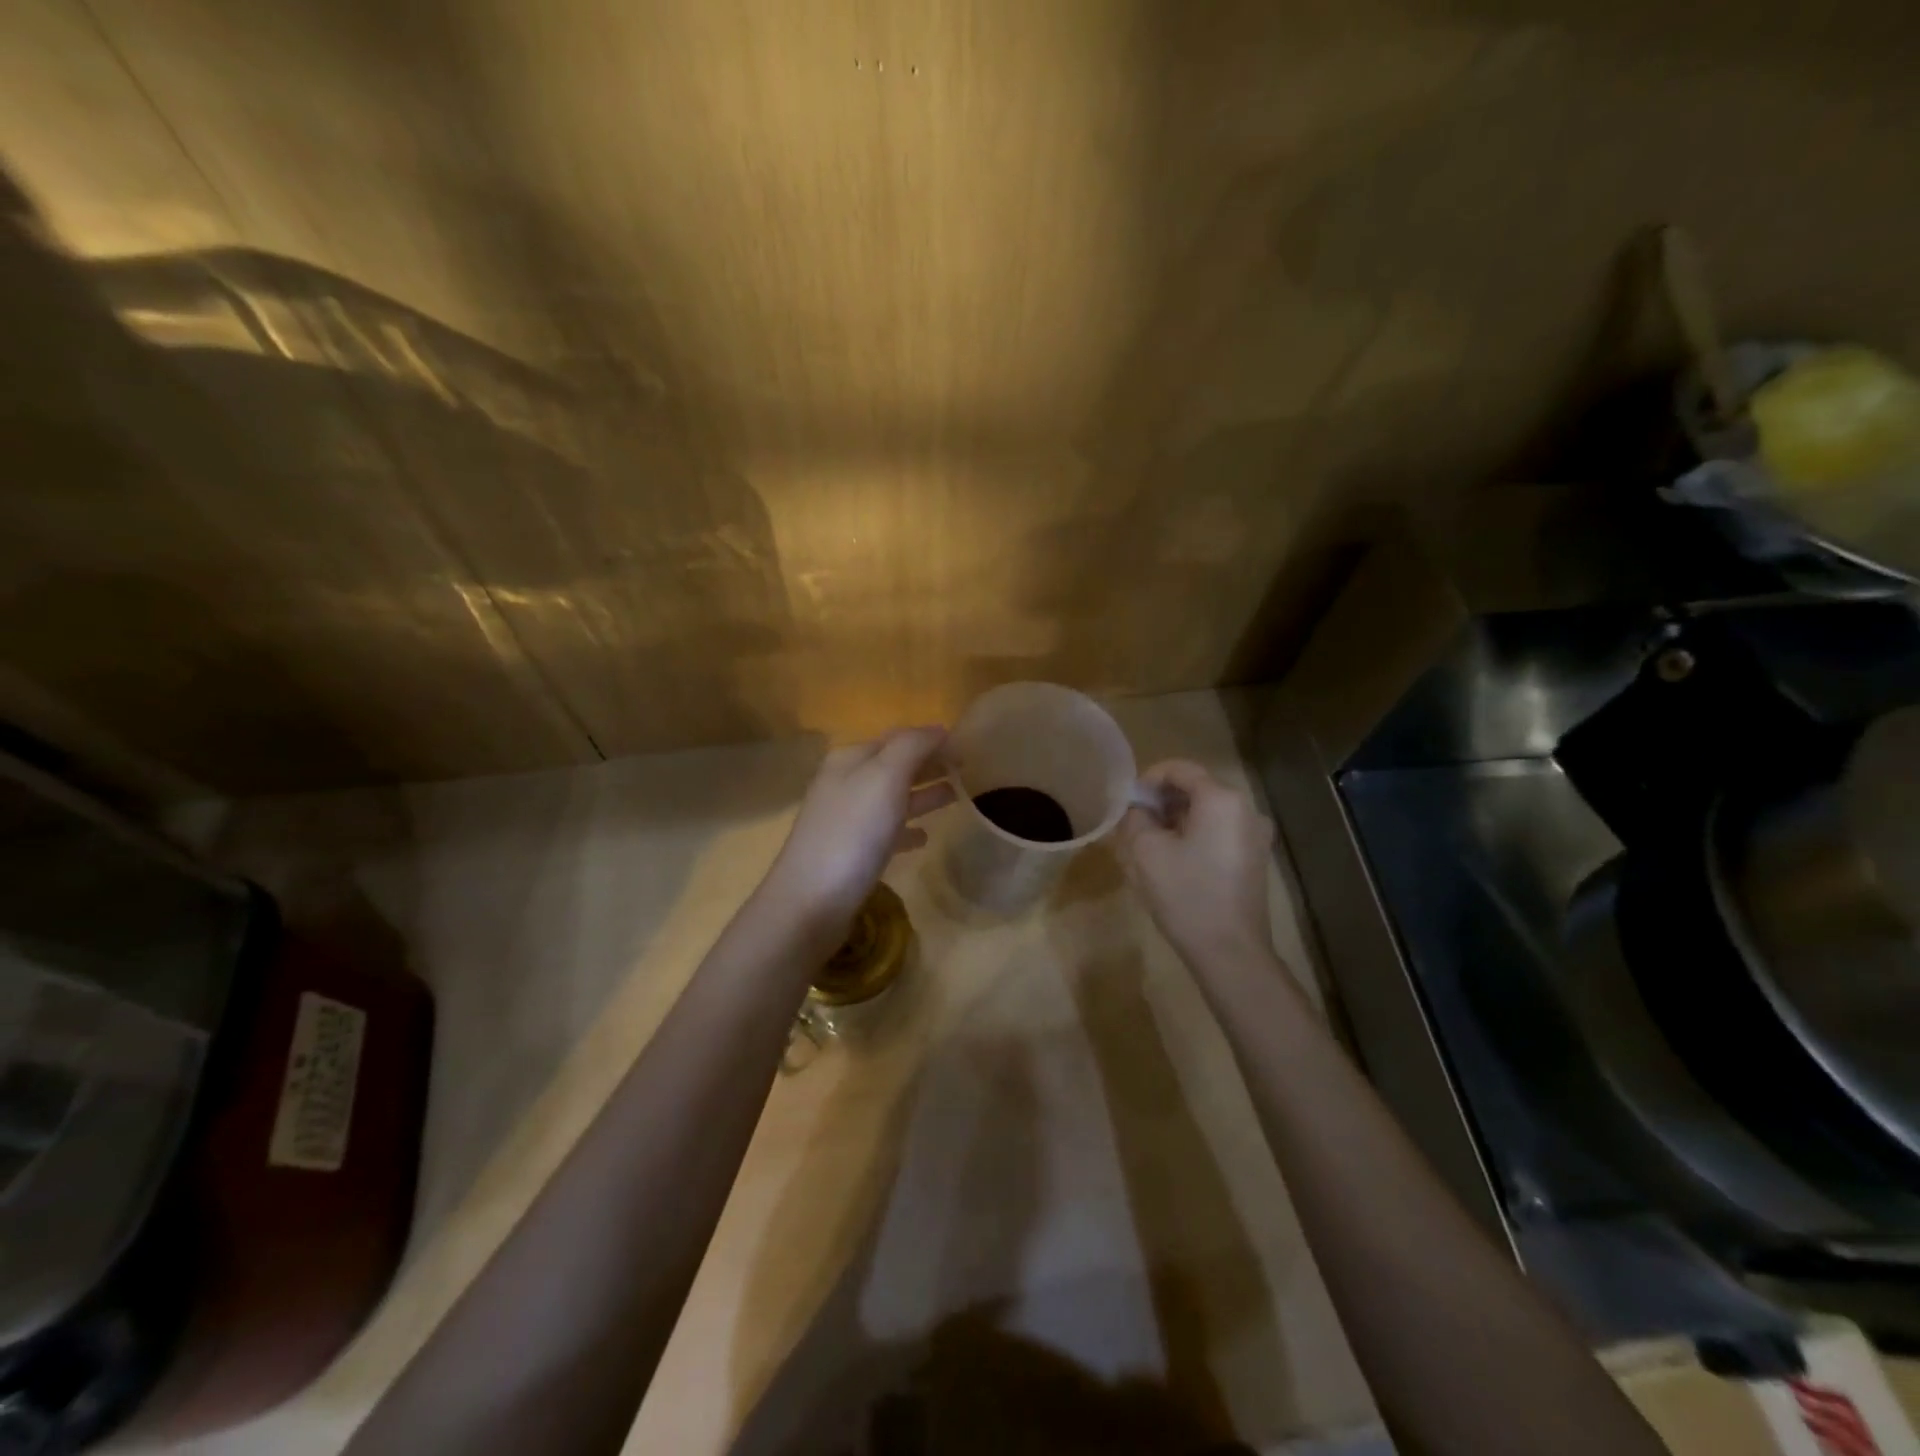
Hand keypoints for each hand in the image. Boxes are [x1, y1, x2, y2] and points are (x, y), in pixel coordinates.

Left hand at [761, 727, 955, 938]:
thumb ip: (912, 747)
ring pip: (892, 799)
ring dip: (923, 794)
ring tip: (958, 796)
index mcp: (851, 759)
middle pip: (895, 766)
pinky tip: (925, 838)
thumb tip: (939, 729)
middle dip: (929, 765)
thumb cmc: (852, 832)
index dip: (932, 740)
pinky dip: (907, 829)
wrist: (811, 900)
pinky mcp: (850, 854)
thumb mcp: (884, 777)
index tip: (968, 747)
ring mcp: (846, 820)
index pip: (898, 738)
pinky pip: (886, 833)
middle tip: (968, 769)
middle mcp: (845, 784)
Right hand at [1116, 760, 1275, 969]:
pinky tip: (1175, 861)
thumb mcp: (1146, 851)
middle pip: (1196, 788)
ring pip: (1207, 812)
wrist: (1230, 951)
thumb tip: (1138, 809)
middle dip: (1162, 801)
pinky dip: (1194, 835)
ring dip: (1176, 820)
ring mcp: (1255, 835)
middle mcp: (1245, 809)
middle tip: (1134, 824)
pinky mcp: (1254, 858)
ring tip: (1150, 844)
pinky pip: (1219, 832)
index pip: (1180, 769)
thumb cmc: (1186, 894)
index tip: (1128, 802)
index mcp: (1221, 799)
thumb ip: (1136, 818)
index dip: (1148, 778)